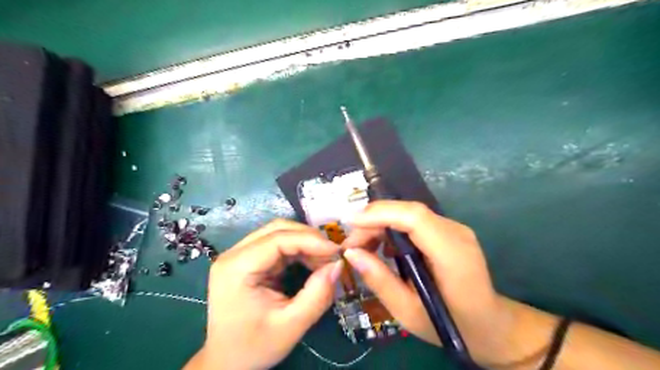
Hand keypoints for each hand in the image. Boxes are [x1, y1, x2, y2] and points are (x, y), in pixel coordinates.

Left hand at [185, 220, 342, 368]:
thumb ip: (318, 294)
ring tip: (324, 260)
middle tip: (332, 254)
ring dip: (305, 243)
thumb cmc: (254, 347)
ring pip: (279, 233)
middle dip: (309, 238)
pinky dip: (298, 250)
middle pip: (277, 229)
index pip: (278, 238)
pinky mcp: (248, 260)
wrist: (226, 362)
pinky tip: (311, 262)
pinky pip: (277, 245)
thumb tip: (338, 265)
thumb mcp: (291, 325)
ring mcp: (239, 255)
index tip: (337, 250)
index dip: (310, 240)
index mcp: (237, 268)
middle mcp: (234, 254)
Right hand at [340, 199, 514, 363]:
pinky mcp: (448, 231)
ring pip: (409, 214)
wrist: (490, 325)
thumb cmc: (451, 325)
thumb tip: (351, 253)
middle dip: (374, 220)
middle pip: (409, 212)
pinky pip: (415, 221)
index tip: (350, 223)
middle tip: (351, 244)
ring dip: (381, 223)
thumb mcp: (408, 312)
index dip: (380, 214)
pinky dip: (392, 228)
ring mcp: (454, 229)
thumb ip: (379, 280)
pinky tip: (382, 248)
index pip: (414, 218)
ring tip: (362, 246)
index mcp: (452, 255)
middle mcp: (456, 233)